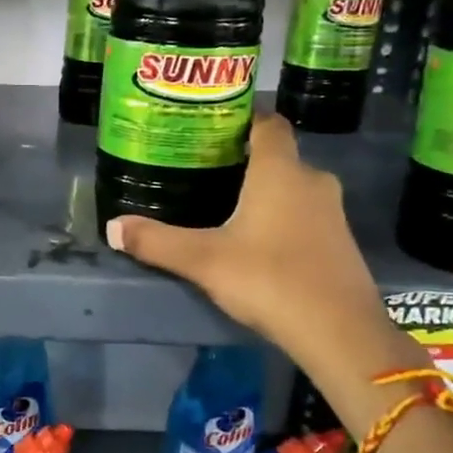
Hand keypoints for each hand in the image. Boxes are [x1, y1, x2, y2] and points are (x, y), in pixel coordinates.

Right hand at [105, 114, 405, 383]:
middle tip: (203, 171)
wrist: (340, 333)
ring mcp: (332, 212)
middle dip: (243, 160)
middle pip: (277, 156)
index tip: (211, 128)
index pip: (268, 123)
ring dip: (263, 191)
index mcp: (280, 171)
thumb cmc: (270, 280)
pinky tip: (256, 242)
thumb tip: (112, 227)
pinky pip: (304, 214)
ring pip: (292, 187)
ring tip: (223, 205)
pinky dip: (281, 217)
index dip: (242, 118)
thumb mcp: (203, 261)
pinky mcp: (340, 242)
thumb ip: (156, 241)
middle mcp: (312, 181)